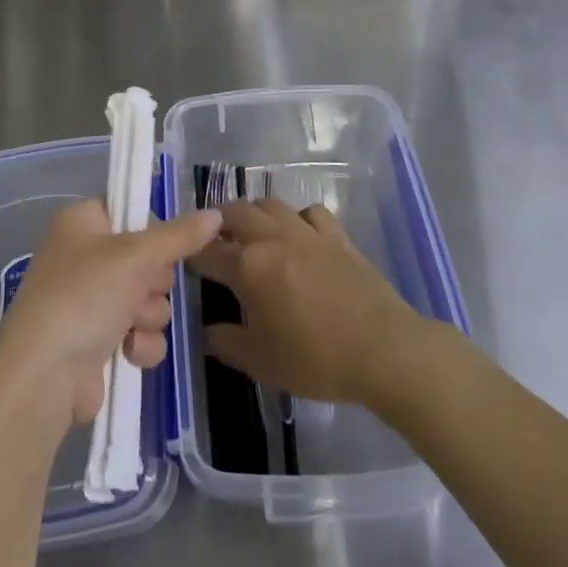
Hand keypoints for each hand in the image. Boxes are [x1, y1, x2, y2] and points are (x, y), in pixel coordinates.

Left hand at [0, 199, 221, 429]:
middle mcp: (84, 257)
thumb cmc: (85, 295)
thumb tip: (215, 214)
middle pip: (147, 258)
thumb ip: (179, 235)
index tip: (166, 242)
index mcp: (82, 222)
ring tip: (130, 326)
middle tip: (140, 289)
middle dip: (153, 281)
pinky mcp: (99, 340)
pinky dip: (141, 343)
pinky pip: (141, 332)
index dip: (152, 228)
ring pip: (149, 298)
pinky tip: (128, 353)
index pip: (129, 210)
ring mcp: (91, 301)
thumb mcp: (136, 255)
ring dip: (149, 315)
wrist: (45, 375)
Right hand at [189, 198, 429, 407]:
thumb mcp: (262, 362)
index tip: (184, 262)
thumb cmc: (316, 359)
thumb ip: (228, 344)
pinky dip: (296, 217)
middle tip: (213, 240)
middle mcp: (272, 238)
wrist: (383, 349)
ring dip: (253, 213)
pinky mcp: (337, 236)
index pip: (207, 252)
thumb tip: (207, 332)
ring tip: (250, 231)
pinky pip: (310, 212)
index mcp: (248, 267)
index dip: (191, 256)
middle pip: (235, 213)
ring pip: (270, 204)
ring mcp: (307, 232)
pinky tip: (298, 233)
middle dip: (217, 222)